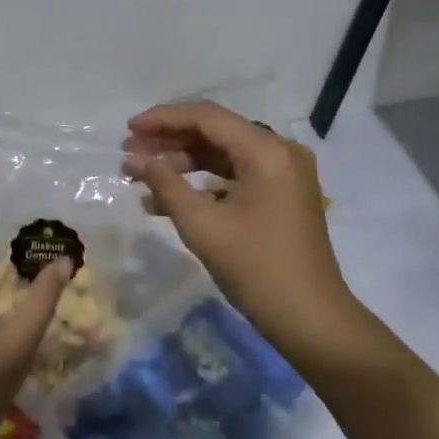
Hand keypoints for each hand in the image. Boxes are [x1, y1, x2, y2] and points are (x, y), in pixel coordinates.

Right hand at [123, 102, 351, 345]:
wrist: (310, 320)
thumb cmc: (256, 267)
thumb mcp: (202, 224)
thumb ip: (165, 184)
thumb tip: (134, 159)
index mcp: (267, 151)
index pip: (207, 117)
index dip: (163, 119)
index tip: (128, 130)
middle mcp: (279, 152)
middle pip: (215, 132)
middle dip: (169, 142)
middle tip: (129, 155)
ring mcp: (282, 175)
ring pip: (221, 155)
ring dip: (180, 164)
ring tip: (140, 178)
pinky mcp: (279, 196)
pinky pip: (233, 177)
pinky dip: (201, 184)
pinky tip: (164, 201)